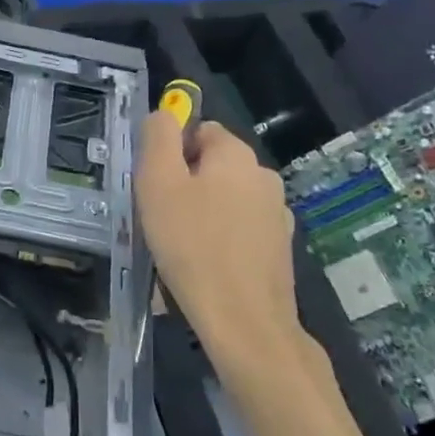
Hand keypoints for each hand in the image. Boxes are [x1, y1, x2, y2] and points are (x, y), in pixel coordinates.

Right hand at [135, 113, 325, 393]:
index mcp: (236, 154)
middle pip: (212, 167)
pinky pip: (239, 232)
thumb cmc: (192, 246)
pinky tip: (203, 270)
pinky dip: (220, 242)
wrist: (244, 322)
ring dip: (201, 215)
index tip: (155, 187)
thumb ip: (158, 137)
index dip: (171, 154)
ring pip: (225, 201)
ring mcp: (276, 215)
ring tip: (178, 250)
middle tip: (160, 219)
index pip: (199, 131)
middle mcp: (264, 176)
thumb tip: (164, 113)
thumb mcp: (158, 183)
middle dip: (185, 187)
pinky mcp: (279, 249)